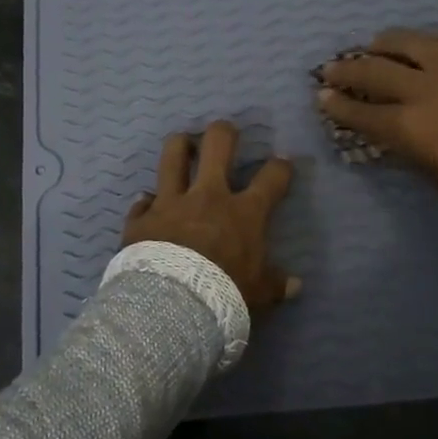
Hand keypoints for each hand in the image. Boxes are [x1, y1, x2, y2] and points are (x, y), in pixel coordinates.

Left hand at [122, 121, 299, 308]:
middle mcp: (208, 197)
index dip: (280, 167)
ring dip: (180, 146)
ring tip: (184, 144)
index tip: (282, 163)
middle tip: (226, 134)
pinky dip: (145, 202)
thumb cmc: (224, 294)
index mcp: (243, 213)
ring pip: (173, 155)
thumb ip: (275, 285)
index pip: (271, 179)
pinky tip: (146, 203)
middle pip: (218, 144)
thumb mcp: (258, 293)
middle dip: (224, 133)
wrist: (173, 305)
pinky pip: (142, 201)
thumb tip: (295, 286)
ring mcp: (171, 202)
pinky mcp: (142, 218)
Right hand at [317, 30, 437, 188]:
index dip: (337, 106)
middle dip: (348, 70)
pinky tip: (432, 41)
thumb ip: (410, 150)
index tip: (322, 97)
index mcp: (407, 124)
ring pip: (414, 43)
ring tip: (376, 42)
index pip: (361, 113)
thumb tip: (395, 136)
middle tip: (332, 67)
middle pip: (376, 72)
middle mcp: (424, 88)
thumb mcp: (435, 176)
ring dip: (389, 42)